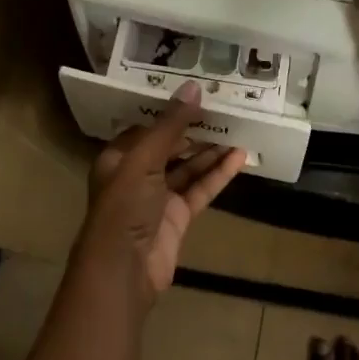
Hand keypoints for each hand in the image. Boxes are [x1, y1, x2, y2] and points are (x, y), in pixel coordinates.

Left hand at [78, 81, 247, 296]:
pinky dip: (218, 174)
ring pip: (188, 167)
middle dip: (195, 129)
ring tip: (239, 129)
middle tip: (225, 108)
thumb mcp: (143, 160)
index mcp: (118, 157)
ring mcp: (158, 197)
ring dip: (211, 151)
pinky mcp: (178, 217)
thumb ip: (170, 125)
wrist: (123, 271)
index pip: (146, 127)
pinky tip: (240, 158)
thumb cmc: (124, 207)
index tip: (197, 93)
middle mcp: (137, 175)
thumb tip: (194, 87)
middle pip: (170, 146)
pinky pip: (200, 189)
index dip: (169, 111)